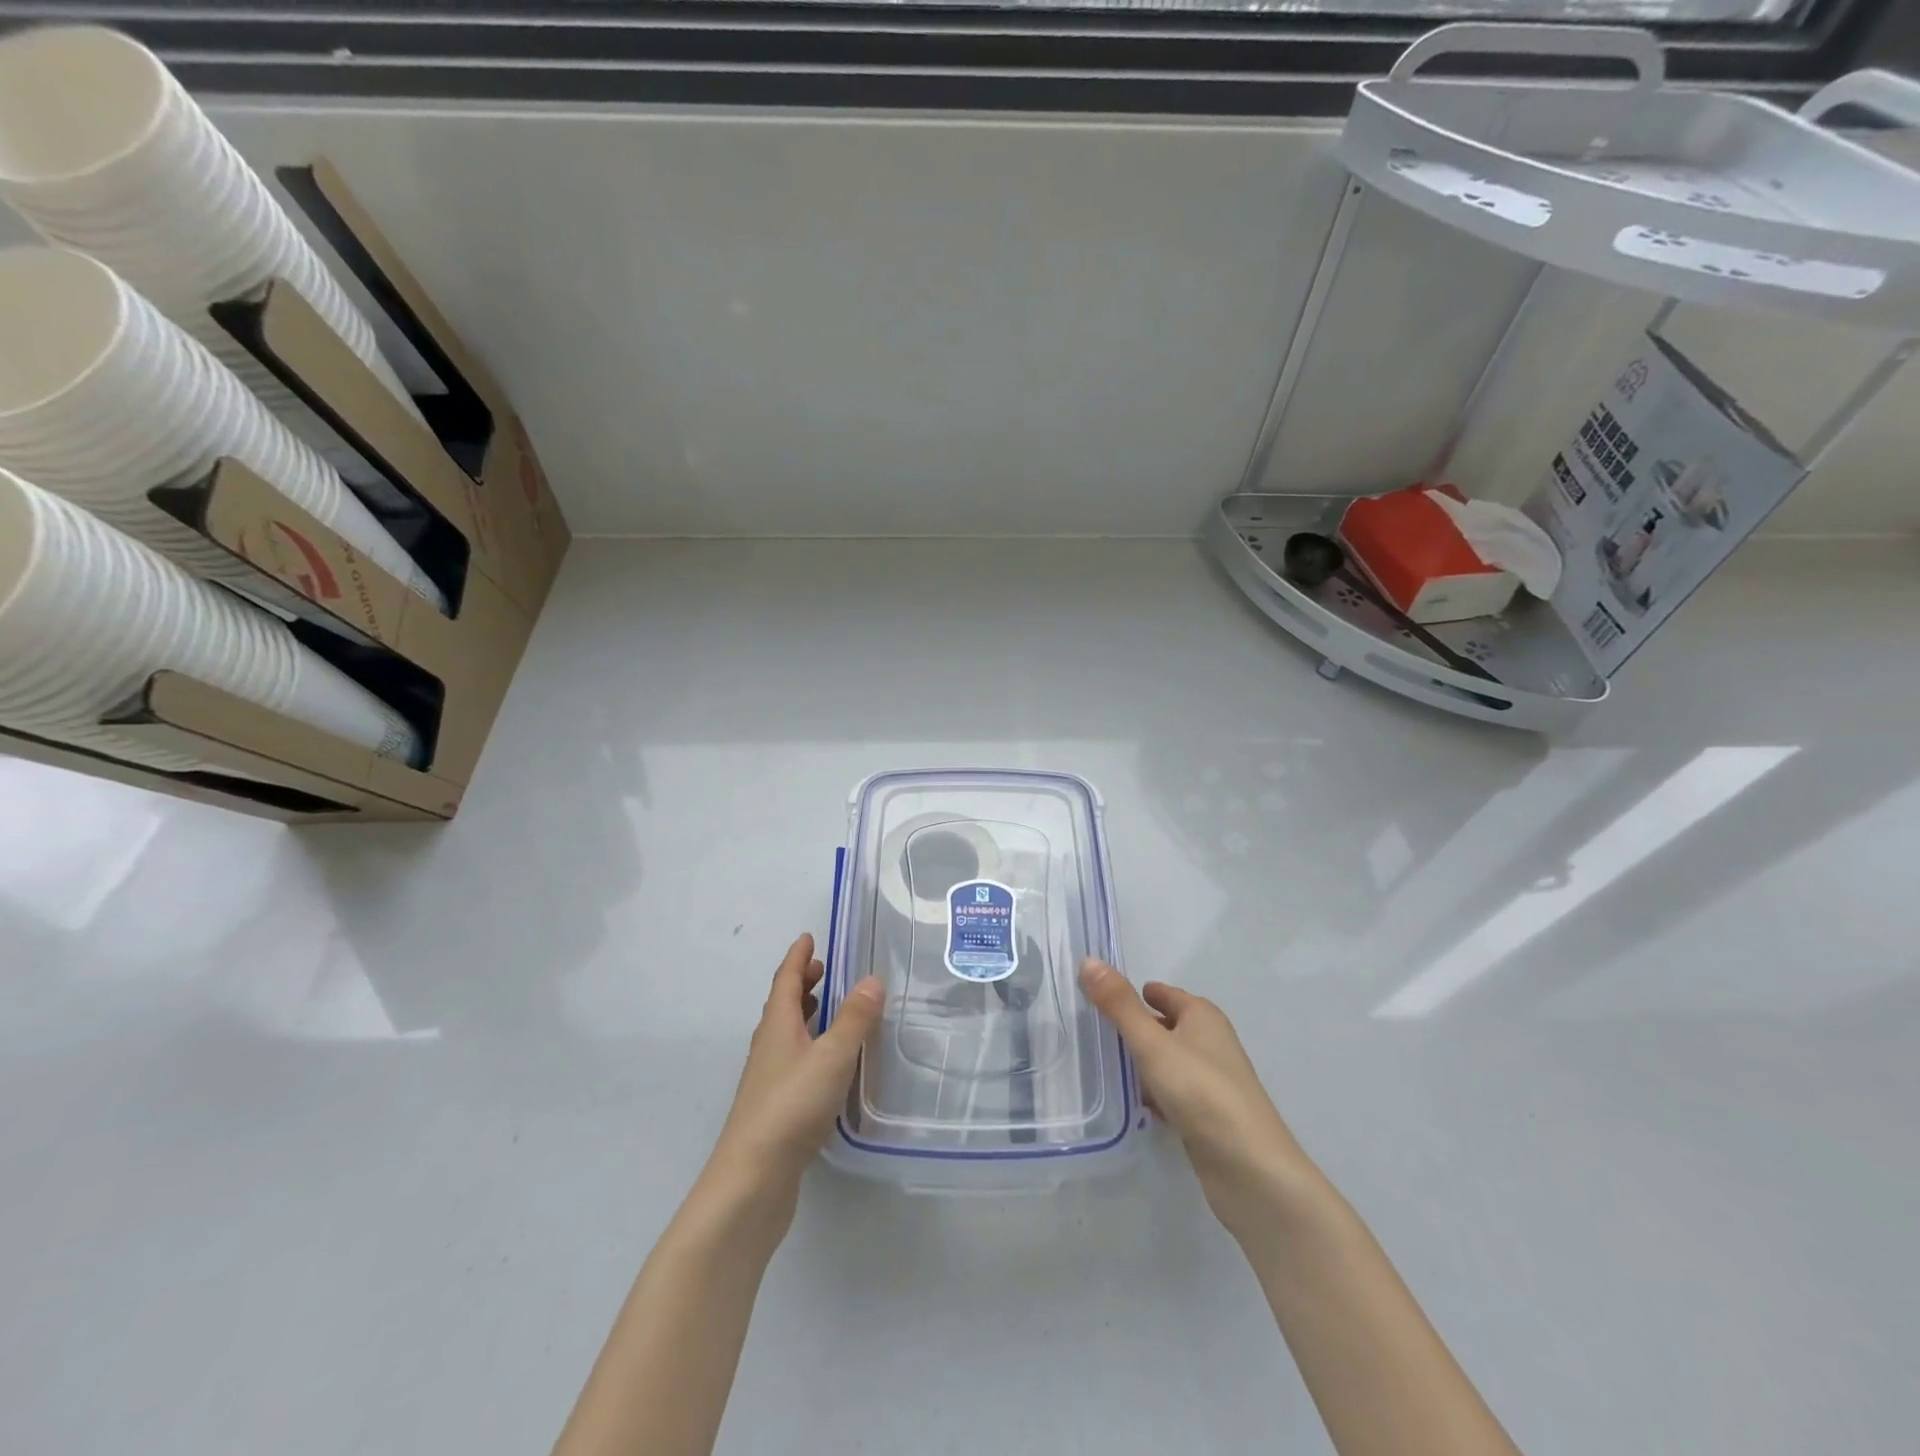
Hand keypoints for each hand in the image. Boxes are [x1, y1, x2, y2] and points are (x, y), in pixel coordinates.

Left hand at [702, 934, 885, 1221]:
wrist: (752, 1180)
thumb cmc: (791, 1106)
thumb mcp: (832, 1056)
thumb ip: (854, 1019)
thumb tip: (872, 979)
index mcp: (777, 1026)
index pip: (786, 981)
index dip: (798, 958)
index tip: (808, 937)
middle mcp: (768, 1046)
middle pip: (783, 1005)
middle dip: (802, 983)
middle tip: (823, 968)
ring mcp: (768, 1079)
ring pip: (786, 1033)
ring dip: (803, 1014)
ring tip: (825, 1007)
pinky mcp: (775, 1107)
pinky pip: (792, 1060)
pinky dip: (808, 1045)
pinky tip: (825, 1063)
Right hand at [1080, 960, 1320, 1240]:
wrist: (1250, 1171)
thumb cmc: (1202, 1092)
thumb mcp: (1153, 1044)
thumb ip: (1119, 1005)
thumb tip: (1088, 961)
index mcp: (1203, 1017)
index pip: (1165, 994)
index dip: (1137, 992)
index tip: (1101, 995)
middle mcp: (1211, 1044)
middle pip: (1166, 1026)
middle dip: (1135, 1027)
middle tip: (1093, 1028)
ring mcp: (1211, 1082)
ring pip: (1168, 1061)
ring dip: (1142, 1062)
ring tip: (1102, 1063)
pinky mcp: (1207, 1117)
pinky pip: (1172, 1093)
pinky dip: (1153, 1093)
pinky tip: (1131, 1102)